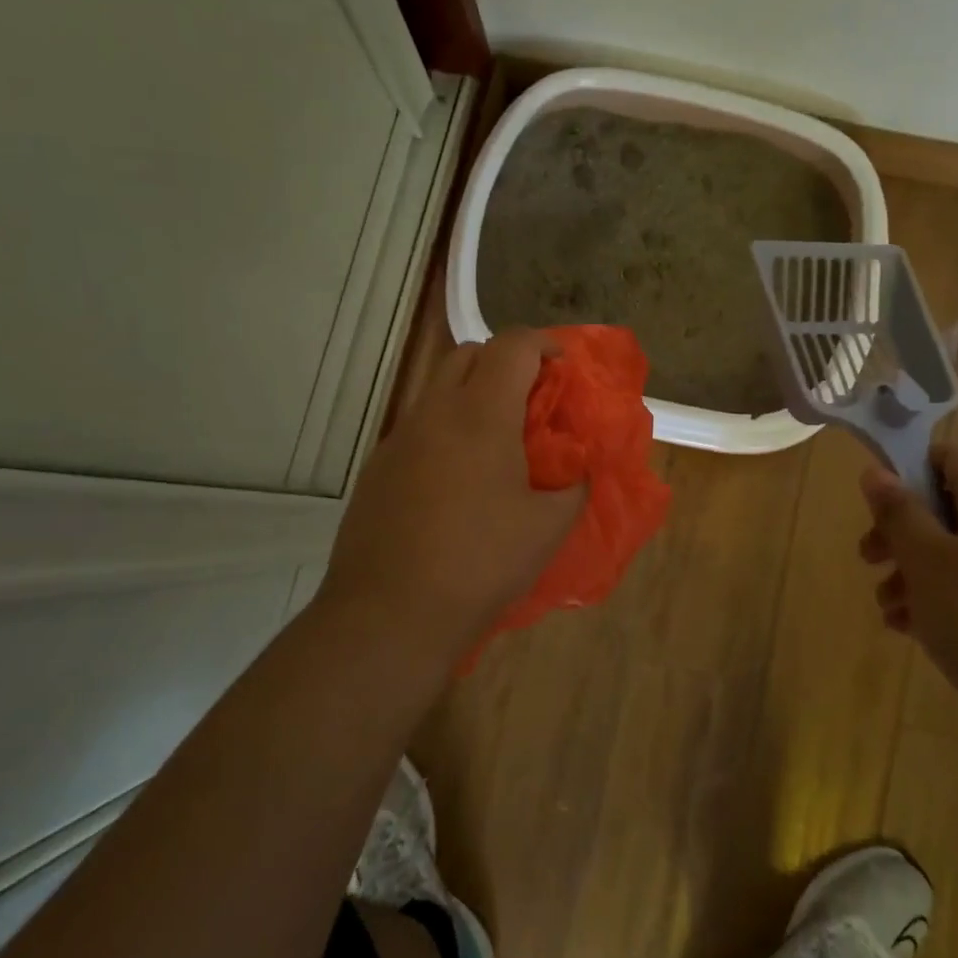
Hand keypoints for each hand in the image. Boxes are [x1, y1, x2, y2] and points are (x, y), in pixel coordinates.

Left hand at [318, 329, 585, 651]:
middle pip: (468, 354)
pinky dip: (445, 429)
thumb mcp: (547, 528)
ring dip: (471, 395)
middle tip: (532, 398)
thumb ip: (575, 487)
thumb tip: (580, 471)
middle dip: (505, 362)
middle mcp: (434, 412)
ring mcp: (398, 439)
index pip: (512, 346)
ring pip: (437, 389)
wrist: (390, 613)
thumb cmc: (480, 562)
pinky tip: (457, 478)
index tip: (564, 365)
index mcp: (480, 414)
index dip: (543, 344)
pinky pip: (418, 427)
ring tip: (497, 439)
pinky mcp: (377, 468)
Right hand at [859, 444, 957, 763]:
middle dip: (903, 534)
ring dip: (919, 575)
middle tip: (869, 560)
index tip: (873, 509)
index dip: (905, 473)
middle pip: (952, 511)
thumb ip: (899, 513)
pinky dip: (949, 604)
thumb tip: (877, 471)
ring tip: (889, 610)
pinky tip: (917, 633)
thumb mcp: (929, 562)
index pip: (948, 459)